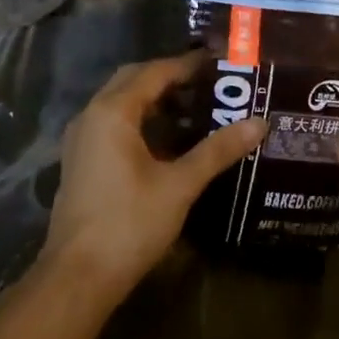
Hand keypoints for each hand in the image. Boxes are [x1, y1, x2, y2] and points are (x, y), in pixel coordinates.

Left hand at [42, 52, 267, 299]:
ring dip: (155, 101)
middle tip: (210, 83)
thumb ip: (218, 151)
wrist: (79, 275)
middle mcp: (91, 116)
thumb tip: (259, 122)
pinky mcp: (82, 162)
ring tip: (197, 109)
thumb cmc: (130, 223)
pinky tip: (170, 142)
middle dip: (169, 78)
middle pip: (133, 81)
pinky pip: (114, 126)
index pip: (154, 72)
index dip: (187, 65)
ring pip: (121, 105)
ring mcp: (82, 140)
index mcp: (112, 112)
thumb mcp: (179, 185)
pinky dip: (142, 123)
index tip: (220, 63)